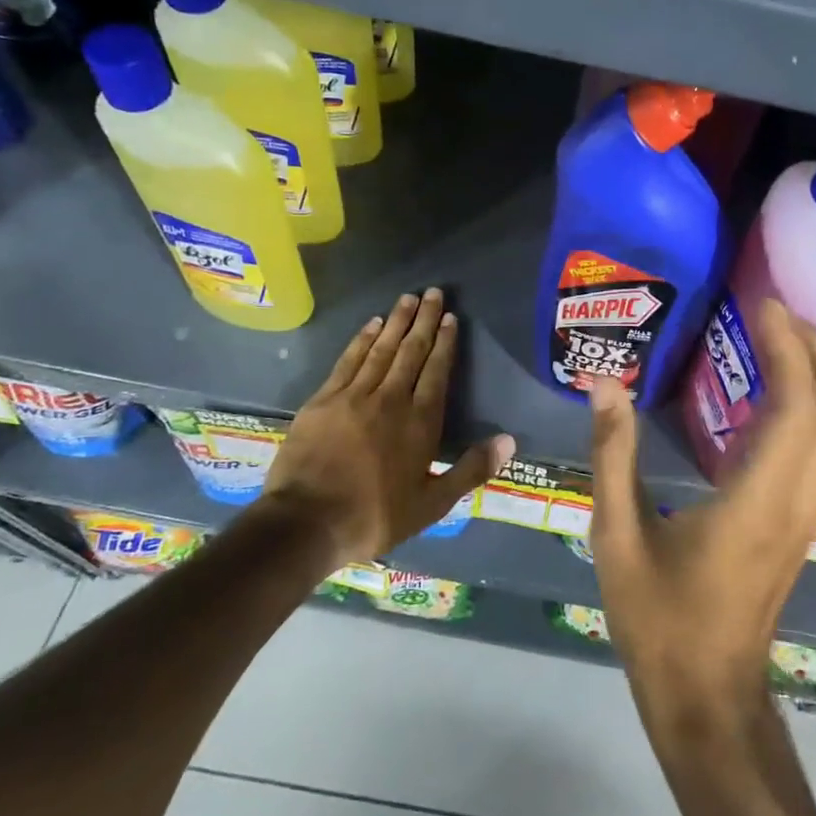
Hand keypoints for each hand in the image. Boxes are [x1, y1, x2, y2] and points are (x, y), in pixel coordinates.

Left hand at [257, 289, 514, 564]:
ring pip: (381, 349)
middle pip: (411, 351)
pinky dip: (362, 339)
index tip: (451, 318)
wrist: (306, 523)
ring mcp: (354, 396)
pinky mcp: (324, 400)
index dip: (445, 342)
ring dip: (396, 322)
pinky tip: (371, 324)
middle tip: (433, 292)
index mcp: (420, 422)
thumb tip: (509, 441)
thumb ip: (471, 470)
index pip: (436, 371)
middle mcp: (390, 399)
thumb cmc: (375, 517)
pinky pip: (349, 360)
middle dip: (424, 320)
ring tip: (408, 299)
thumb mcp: (432, 504)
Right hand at [587, 300, 815, 733]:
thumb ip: (612, 455)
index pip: (799, 406)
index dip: (788, 345)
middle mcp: (799, 500)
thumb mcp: (617, 536)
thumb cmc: (659, 621)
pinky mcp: (801, 522)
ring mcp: (808, 513)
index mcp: (759, 499)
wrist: (707, 696)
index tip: (761, 301)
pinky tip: (774, 390)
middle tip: (777, 309)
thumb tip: (604, 383)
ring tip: (780, 336)